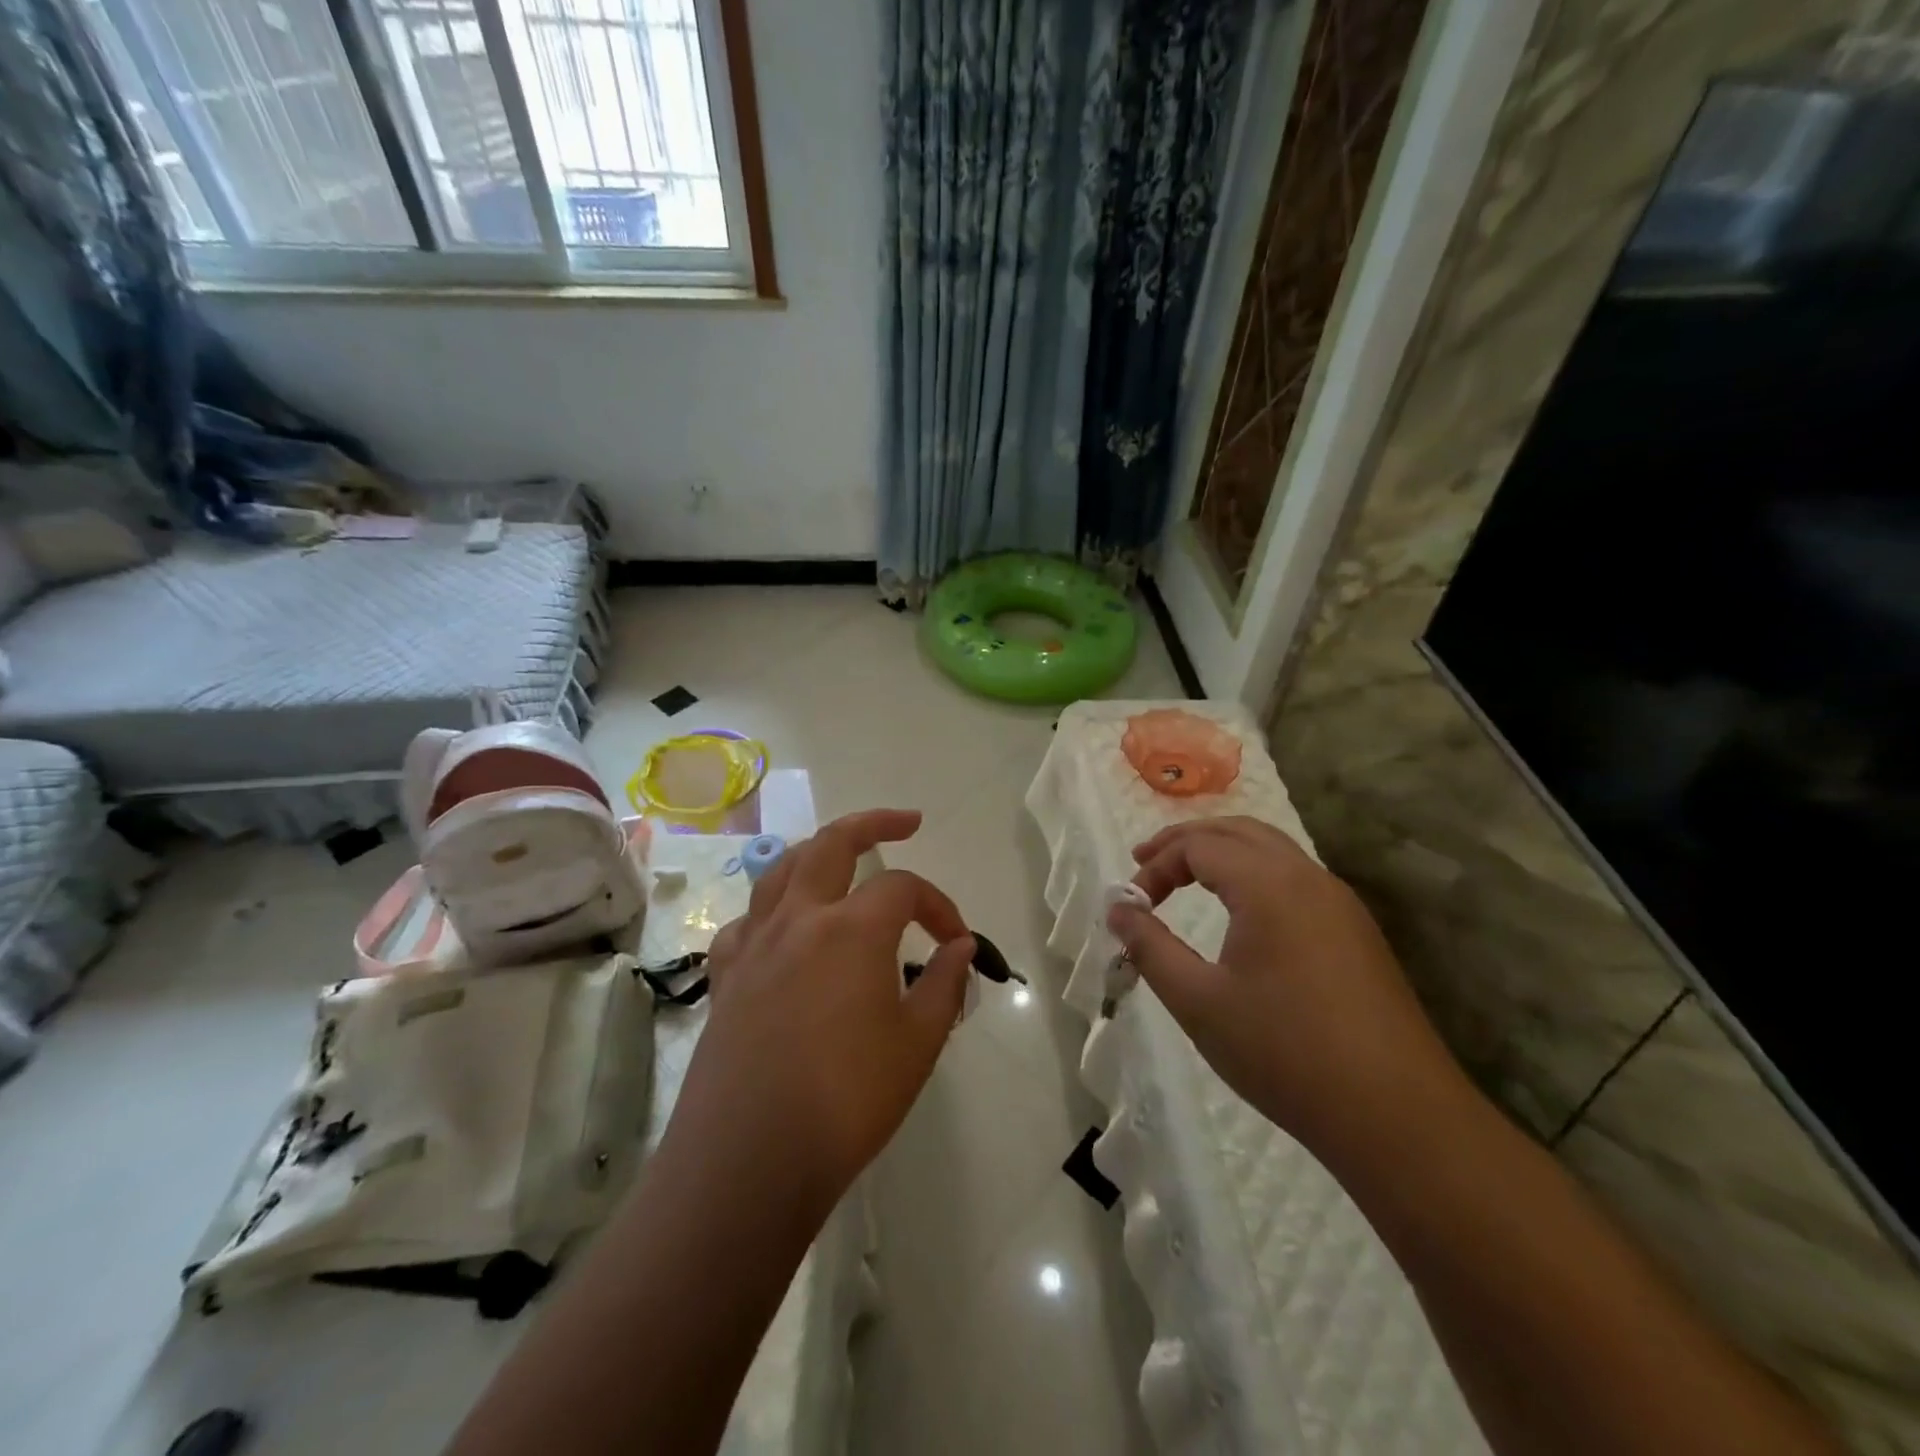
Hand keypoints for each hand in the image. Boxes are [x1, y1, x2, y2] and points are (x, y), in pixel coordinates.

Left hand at [669, 809, 974, 1215]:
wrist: (749, 1160)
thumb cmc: (847, 1100)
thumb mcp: (916, 1044)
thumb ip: (944, 985)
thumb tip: (961, 948)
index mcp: (851, 928)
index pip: (904, 889)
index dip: (939, 906)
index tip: (958, 942)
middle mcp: (799, 919)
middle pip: (832, 843)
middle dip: (873, 822)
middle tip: (905, 822)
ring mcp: (754, 945)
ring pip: (781, 871)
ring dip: (816, 853)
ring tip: (840, 859)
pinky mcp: (726, 978)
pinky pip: (746, 923)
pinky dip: (770, 912)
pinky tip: (782, 932)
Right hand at [1107, 816, 1468, 1168]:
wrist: (1398, 1116)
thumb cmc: (1285, 1053)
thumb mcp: (1199, 1002)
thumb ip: (1150, 947)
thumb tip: (1118, 909)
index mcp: (1269, 884)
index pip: (1198, 846)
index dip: (1155, 866)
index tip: (1131, 905)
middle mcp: (1308, 878)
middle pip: (1238, 831)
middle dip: (1186, 841)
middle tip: (1145, 861)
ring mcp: (1340, 904)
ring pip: (1272, 850)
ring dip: (1223, 853)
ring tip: (1186, 876)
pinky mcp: (1357, 933)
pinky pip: (1295, 878)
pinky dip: (1254, 874)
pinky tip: (1240, 911)